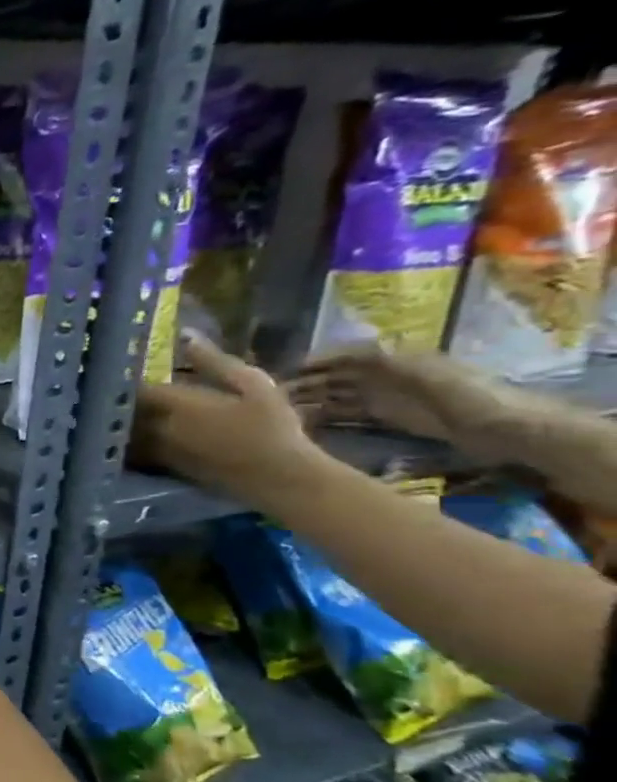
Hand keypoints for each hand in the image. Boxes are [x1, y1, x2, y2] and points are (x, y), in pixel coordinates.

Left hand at [131, 334, 325, 501]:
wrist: (281, 479)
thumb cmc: (272, 427)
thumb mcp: (253, 385)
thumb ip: (215, 361)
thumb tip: (186, 334)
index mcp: (176, 404)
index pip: (134, 387)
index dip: (123, 377)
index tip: (118, 367)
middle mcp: (159, 428)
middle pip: (124, 411)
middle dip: (117, 399)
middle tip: (110, 387)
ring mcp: (158, 451)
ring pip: (124, 432)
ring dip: (118, 421)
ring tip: (115, 409)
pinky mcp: (164, 469)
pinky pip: (134, 451)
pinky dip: (127, 440)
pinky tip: (129, 434)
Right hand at [286, 344, 519, 457]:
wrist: (508, 430)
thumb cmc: (469, 397)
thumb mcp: (426, 374)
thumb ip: (384, 361)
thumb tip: (340, 350)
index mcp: (396, 360)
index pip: (347, 355)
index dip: (318, 360)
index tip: (286, 371)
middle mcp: (387, 375)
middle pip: (338, 375)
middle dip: (307, 381)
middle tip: (272, 395)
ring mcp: (387, 397)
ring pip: (338, 394)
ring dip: (312, 399)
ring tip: (280, 410)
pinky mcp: (389, 418)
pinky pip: (348, 413)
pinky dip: (326, 415)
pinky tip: (304, 422)